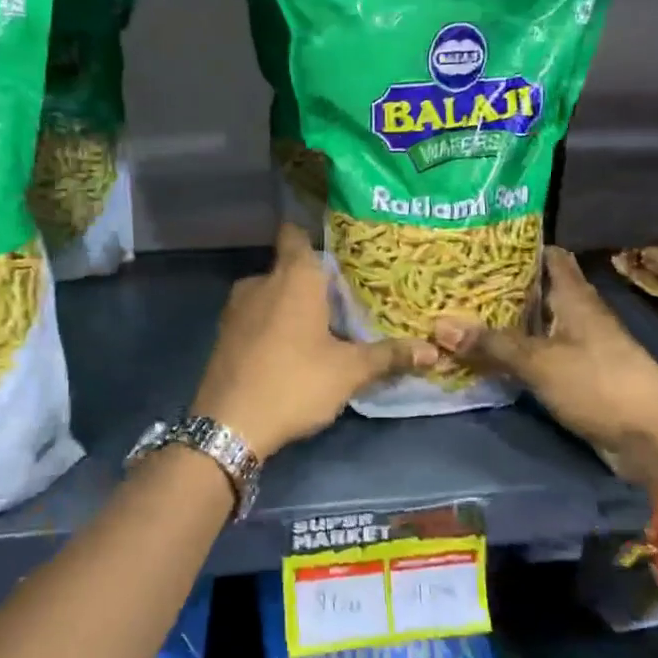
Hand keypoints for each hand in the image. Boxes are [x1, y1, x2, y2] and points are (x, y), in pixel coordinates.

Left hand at [193, 224, 436, 459]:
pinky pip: (255, 315)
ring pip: (271, 292)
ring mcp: (237, 307)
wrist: (229, 425)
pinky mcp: (224, 333)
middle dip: (314, 279)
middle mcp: (262, 281)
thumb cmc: (295, 382)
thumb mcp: (349, 371)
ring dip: (292, 303)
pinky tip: (290, 347)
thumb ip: (389, 356)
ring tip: (322, 324)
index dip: (315, 232)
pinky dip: (272, 323)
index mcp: (294, 276)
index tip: (339, 245)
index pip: (297, 232)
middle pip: (290, 266)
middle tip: (345, 295)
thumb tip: (433, 350)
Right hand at [433, 247, 657, 496]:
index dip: (517, 246)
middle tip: (454, 281)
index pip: (548, 255)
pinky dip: (514, 352)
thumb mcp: (540, 362)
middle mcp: (577, 314)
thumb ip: (491, 344)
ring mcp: (579, 345)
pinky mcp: (576, 375)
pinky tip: (484, 355)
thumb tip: (439, 326)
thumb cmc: (600, 384)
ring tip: (459, 314)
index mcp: (574, 296)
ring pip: (535, 324)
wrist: (653, 440)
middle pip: (536, 290)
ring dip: (504, 322)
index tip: (479, 243)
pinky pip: (537, 355)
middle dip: (499, 286)